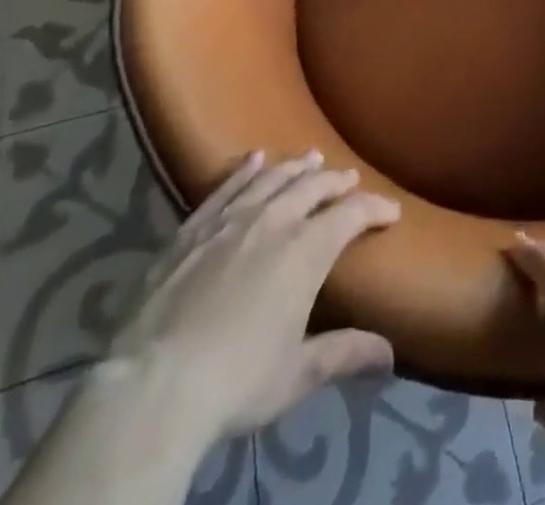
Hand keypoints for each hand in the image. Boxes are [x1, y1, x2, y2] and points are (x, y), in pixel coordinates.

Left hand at [107, 150, 400, 439]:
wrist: (153, 386)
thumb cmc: (236, 381)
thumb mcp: (297, 374)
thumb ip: (344, 354)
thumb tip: (389, 355)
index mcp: (307, 250)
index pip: (352, 214)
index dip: (375, 209)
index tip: (391, 212)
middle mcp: (274, 221)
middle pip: (313, 187)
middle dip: (335, 181)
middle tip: (349, 178)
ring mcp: (230, 220)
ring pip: (271, 180)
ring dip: (295, 168)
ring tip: (310, 158)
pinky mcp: (192, 229)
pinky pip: (225, 188)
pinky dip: (243, 170)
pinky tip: (253, 159)